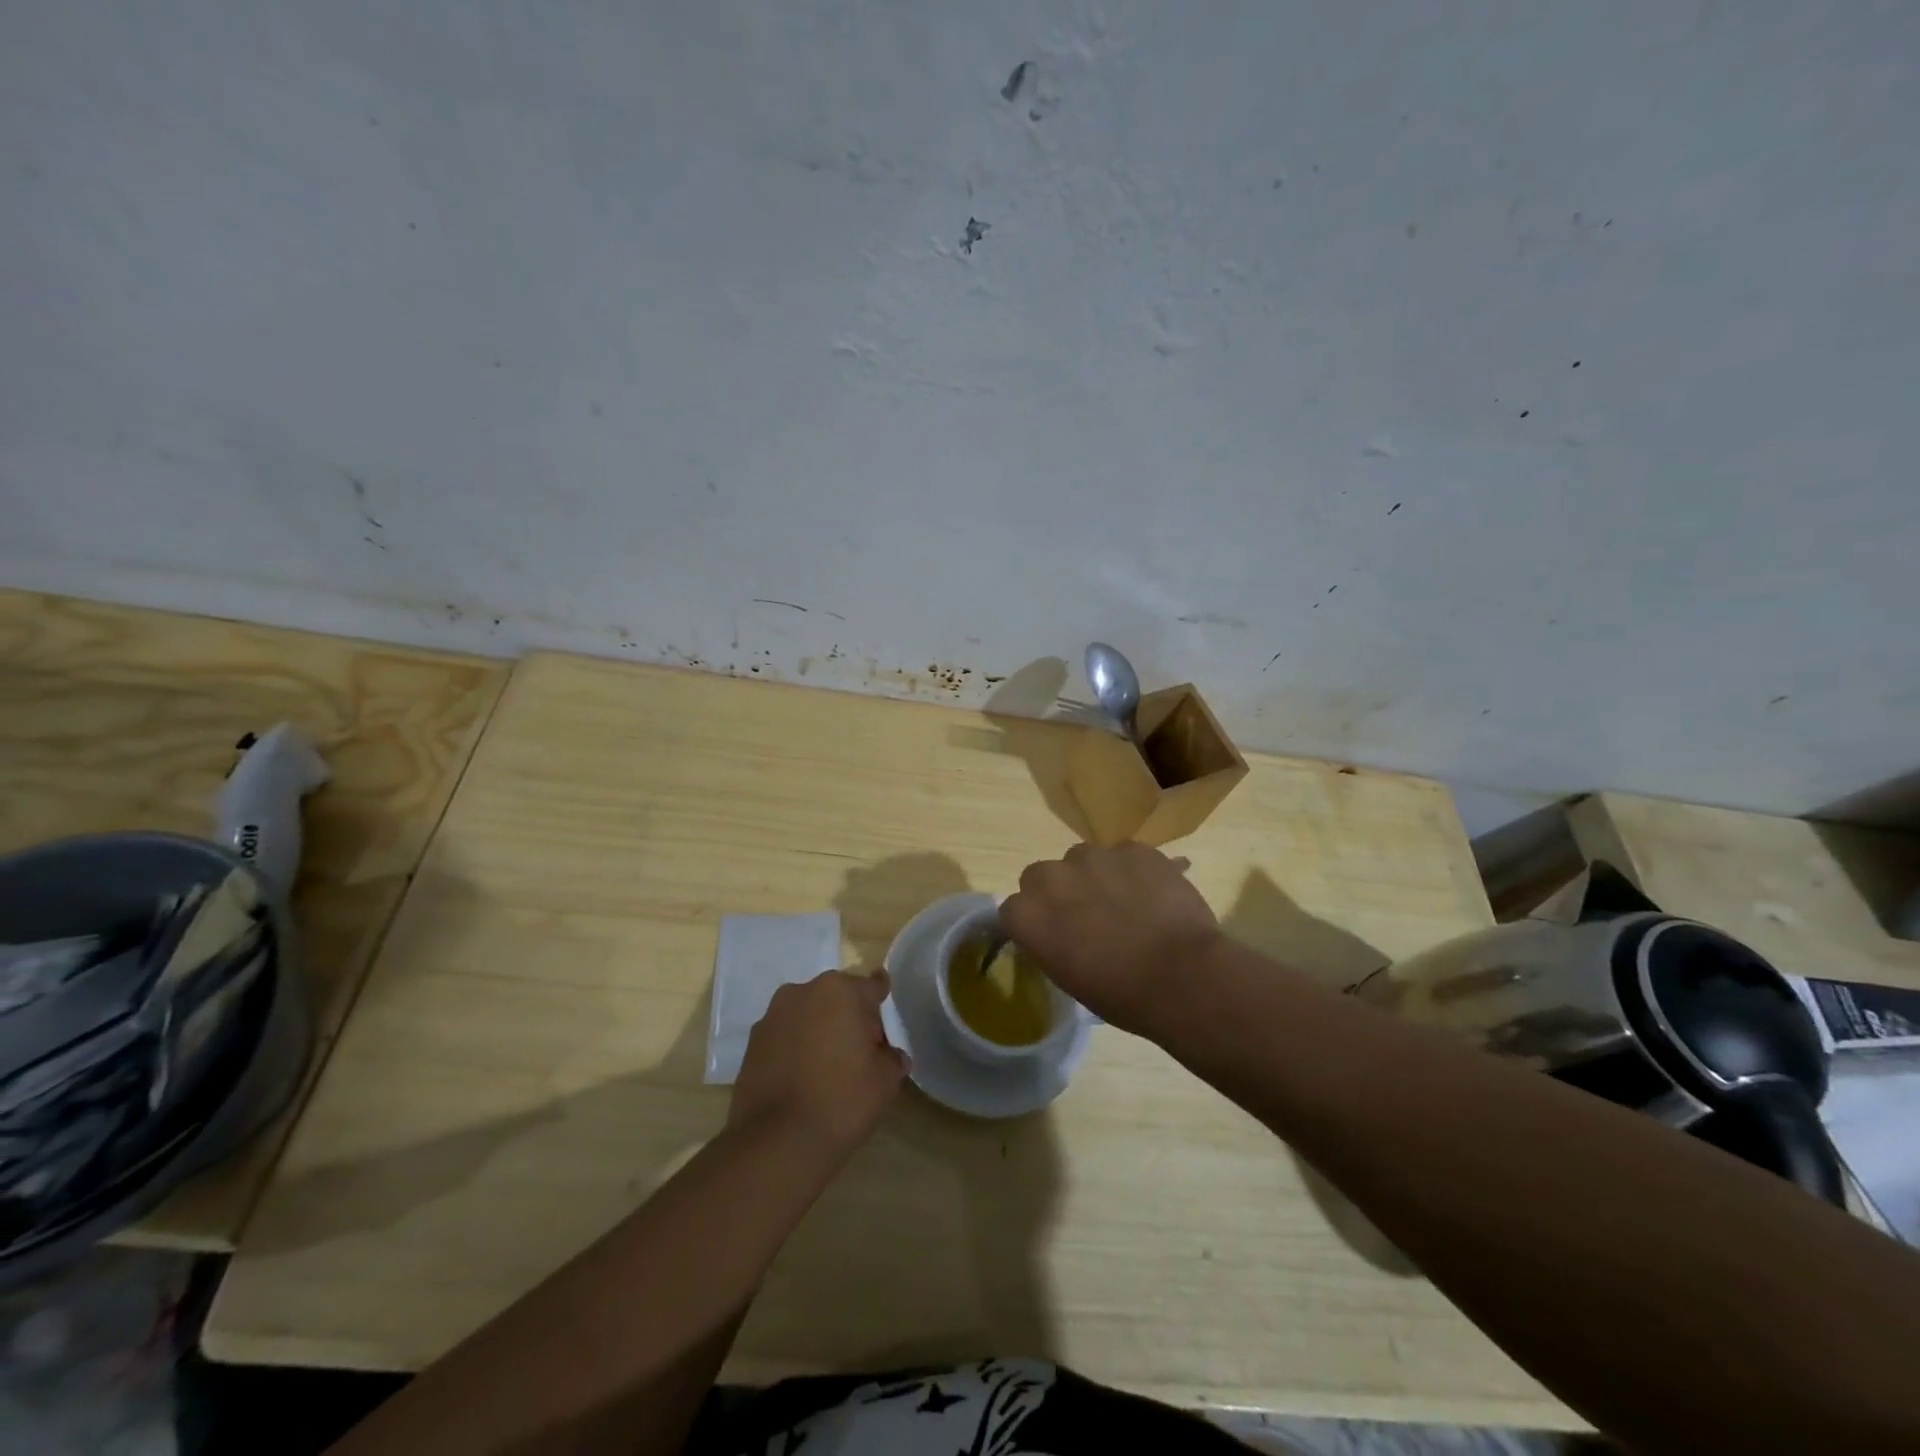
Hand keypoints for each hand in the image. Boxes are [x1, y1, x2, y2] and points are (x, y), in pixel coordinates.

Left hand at [728, 970, 907, 1163]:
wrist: (777, 1143)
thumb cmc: (841, 1100)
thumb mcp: (884, 1081)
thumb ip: (892, 1059)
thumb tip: (892, 1056)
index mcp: (840, 990)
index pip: (871, 987)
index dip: (881, 1003)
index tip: (885, 1017)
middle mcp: (803, 991)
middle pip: (837, 998)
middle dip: (850, 1018)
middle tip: (861, 1052)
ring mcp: (772, 1016)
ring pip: (808, 1015)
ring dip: (820, 1031)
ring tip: (829, 1068)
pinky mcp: (751, 1044)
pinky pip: (785, 1037)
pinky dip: (796, 1049)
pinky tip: (803, 1079)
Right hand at [1000, 843, 1220, 1034]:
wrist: (1182, 977)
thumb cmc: (1121, 994)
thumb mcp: (1068, 977)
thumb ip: (1052, 942)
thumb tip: (1062, 932)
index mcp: (1028, 914)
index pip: (1014, 909)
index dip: (1034, 921)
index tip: (1053, 935)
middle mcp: (1052, 876)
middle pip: (1042, 875)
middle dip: (1058, 891)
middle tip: (1086, 916)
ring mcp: (1094, 857)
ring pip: (1083, 859)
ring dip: (1095, 876)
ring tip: (1124, 903)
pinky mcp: (1133, 848)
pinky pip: (1125, 855)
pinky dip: (1133, 870)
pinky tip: (1153, 895)